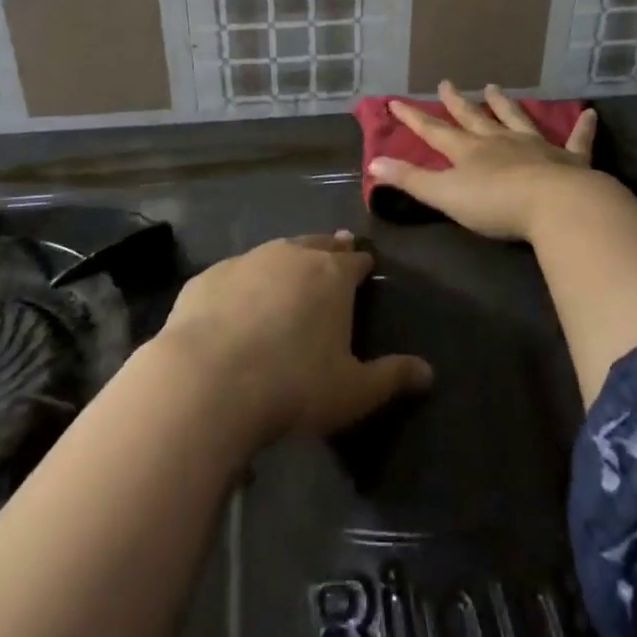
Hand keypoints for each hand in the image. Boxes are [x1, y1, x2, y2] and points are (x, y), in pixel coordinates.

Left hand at [157, 233, 432, 446]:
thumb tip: (429, 372)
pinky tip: (237, 302)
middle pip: (317, 245)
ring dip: (286, 260)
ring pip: (274, 251)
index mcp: (332, 275)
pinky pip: (234, 274)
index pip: (356, 260)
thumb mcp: (354, 392)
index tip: (366, 266)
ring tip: (289, 271)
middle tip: (334, 254)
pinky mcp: (208, 277)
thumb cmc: (294, 385)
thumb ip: (392, 377)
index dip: (363, 264)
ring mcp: (246, 261)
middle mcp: (291, 255)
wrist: (208, 381)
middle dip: (328, 249)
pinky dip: (243, 283)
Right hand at [368, 83, 599, 241]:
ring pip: (516, 120)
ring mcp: (535, 147)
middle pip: (473, 119)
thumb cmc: (495, 204)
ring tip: (494, 88)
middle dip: (457, 104)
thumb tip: (373, 163)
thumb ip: (410, 180)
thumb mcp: (445, 195)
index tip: (396, 101)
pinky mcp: (569, 160)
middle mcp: (499, 142)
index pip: (434, 132)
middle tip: (447, 84)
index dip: (414, 118)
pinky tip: (590, 113)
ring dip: (504, 105)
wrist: (555, 205)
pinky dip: (583, 128)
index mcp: (469, 152)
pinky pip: (577, 140)